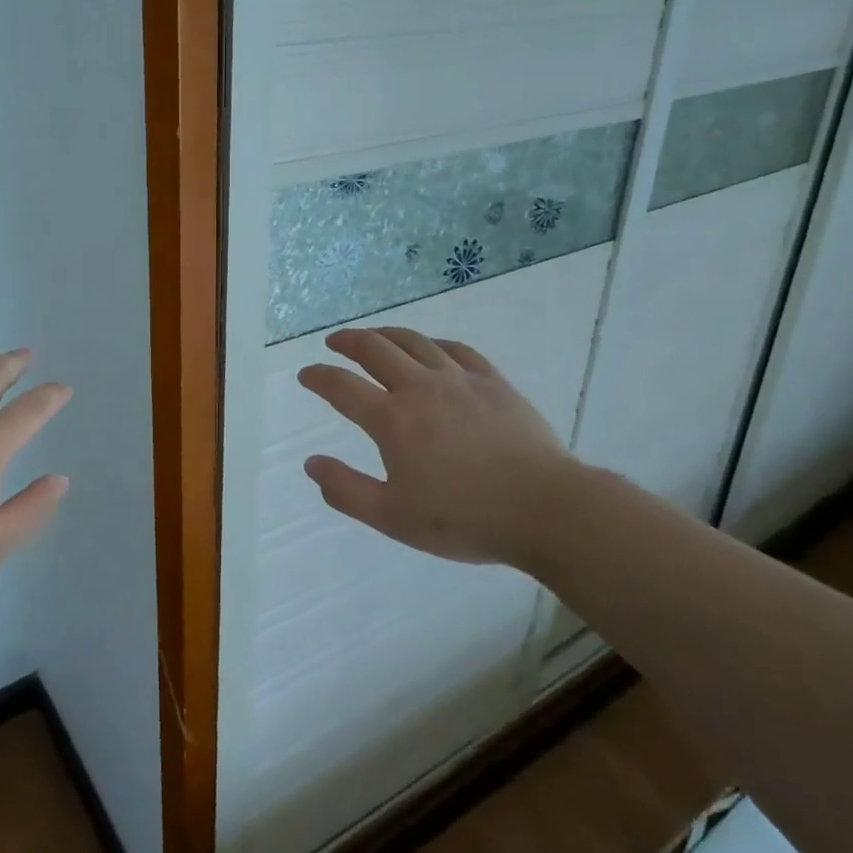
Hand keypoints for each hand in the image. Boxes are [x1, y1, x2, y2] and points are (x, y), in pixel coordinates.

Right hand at [297, 326, 595, 568]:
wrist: (546, 509)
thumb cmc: (465, 518)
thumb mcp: (393, 517)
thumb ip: (346, 490)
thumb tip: (311, 463)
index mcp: (392, 420)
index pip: (342, 387)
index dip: (318, 377)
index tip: (307, 374)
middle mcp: (420, 388)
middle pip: (375, 349)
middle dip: (348, 341)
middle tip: (334, 342)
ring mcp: (459, 380)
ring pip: (414, 342)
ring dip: (386, 334)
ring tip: (374, 335)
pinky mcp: (493, 382)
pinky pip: (457, 350)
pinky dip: (434, 343)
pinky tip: (431, 348)